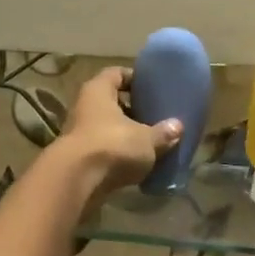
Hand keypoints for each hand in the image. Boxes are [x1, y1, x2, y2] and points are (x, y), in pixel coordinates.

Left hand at [54, 66, 182, 204]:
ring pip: (107, 127)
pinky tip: (138, 163)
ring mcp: (79, 134)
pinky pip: (104, 150)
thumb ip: (163, 133)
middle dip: (133, 109)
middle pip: (111, 102)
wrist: (76, 181)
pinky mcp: (79, 158)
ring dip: (126, 134)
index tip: (152, 87)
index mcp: (99, 91)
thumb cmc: (113, 145)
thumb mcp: (146, 139)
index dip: (134, 78)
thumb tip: (177, 127)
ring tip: (150, 141)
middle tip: (155, 115)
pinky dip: (119, 154)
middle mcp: (85, 107)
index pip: (116, 74)